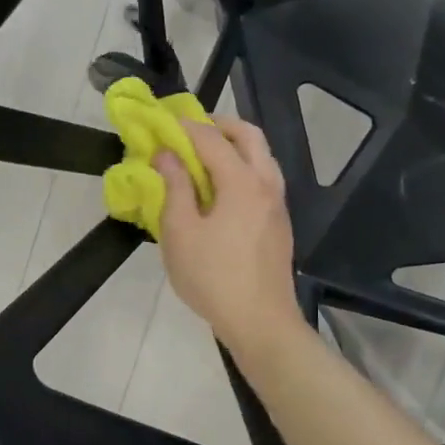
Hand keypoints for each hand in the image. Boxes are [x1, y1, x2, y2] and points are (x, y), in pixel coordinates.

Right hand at [153, 117, 302, 353]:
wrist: (261, 322)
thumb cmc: (213, 277)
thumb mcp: (180, 233)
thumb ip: (174, 188)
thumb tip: (167, 155)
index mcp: (242, 182)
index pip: (212, 139)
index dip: (186, 127)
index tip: (164, 123)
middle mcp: (266, 184)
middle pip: (250, 136)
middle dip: (220, 125)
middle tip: (192, 130)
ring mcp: (278, 205)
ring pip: (262, 157)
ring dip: (236, 146)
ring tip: (205, 158)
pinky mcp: (280, 223)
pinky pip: (265, 179)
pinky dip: (244, 168)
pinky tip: (222, 190)